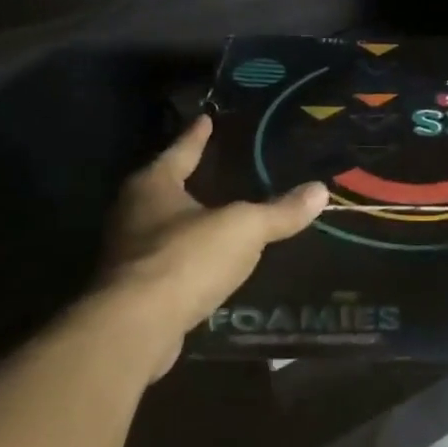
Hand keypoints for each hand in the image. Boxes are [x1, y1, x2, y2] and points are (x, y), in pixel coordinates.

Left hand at [97, 115, 327, 377]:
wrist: (136, 328)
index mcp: (153, 186)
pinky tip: (206, 263)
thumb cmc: (187, 258)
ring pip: (161, 227)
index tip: (206, 118)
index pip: (180, 150)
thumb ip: (280, 211)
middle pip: (163, 187)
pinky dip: (185, 258)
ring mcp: (127, 254)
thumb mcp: (244, 228)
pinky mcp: (132, 291)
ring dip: (185, 221)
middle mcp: (132, 214)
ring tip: (214, 215)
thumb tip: (320, 190)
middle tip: (211, 166)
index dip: (196, 135)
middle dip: (185, 178)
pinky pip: (166, 263)